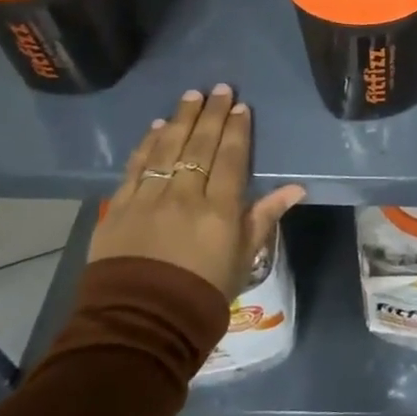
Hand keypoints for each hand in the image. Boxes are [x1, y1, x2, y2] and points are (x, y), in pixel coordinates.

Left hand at [90, 85, 305, 299]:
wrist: (140, 327)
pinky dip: (148, 145)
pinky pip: (137, 167)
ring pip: (167, 149)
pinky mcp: (120, 208)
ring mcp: (149, 199)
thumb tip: (296, 189)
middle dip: (211, 114)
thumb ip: (264, 218)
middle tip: (218, 88)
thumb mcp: (243, 259)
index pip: (230, 158)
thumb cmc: (202, 295)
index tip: (240, 106)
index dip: (237, 130)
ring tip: (190, 96)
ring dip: (180, 119)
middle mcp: (185, 196)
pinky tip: (156, 128)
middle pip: (200, 145)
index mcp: (219, 209)